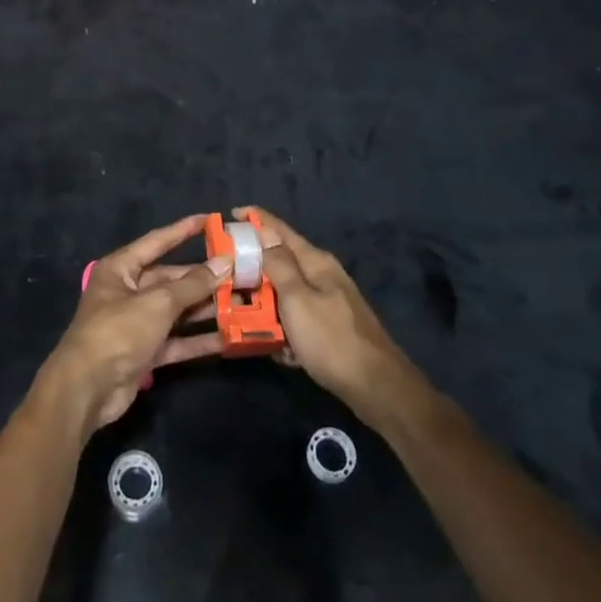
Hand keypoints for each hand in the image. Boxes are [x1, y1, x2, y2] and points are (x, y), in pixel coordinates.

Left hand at [38, 215, 229, 433]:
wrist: (88, 389)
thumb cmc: (118, 331)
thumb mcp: (158, 302)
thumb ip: (192, 285)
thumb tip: (224, 263)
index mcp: (121, 269)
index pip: (157, 241)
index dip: (184, 230)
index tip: (211, 220)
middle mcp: (128, 291)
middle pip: (171, 279)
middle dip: (204, 278)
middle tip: (239, 273)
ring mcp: (137, 323)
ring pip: (177, 311)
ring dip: (206, 309)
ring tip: (242, 303)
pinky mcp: (145, 352)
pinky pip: (176, 340)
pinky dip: (198, 339)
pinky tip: (227, 338)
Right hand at [248, 207, 420, 423]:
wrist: (376, 387)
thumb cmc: (331, 339)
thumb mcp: (297, 299)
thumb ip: (279, 264)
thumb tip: (264, 230)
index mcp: (315, 262)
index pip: (280, 230)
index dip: (255, 220)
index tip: (229, 214)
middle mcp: (322, 276)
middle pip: (281, 262)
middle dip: (253, 268)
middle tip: (224, 275)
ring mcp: (327, 303)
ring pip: (285, 293)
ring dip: (264, 303)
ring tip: (239, 313)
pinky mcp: (328, 328)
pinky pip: (296, 320)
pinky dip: (282, 329)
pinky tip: (274, 347)